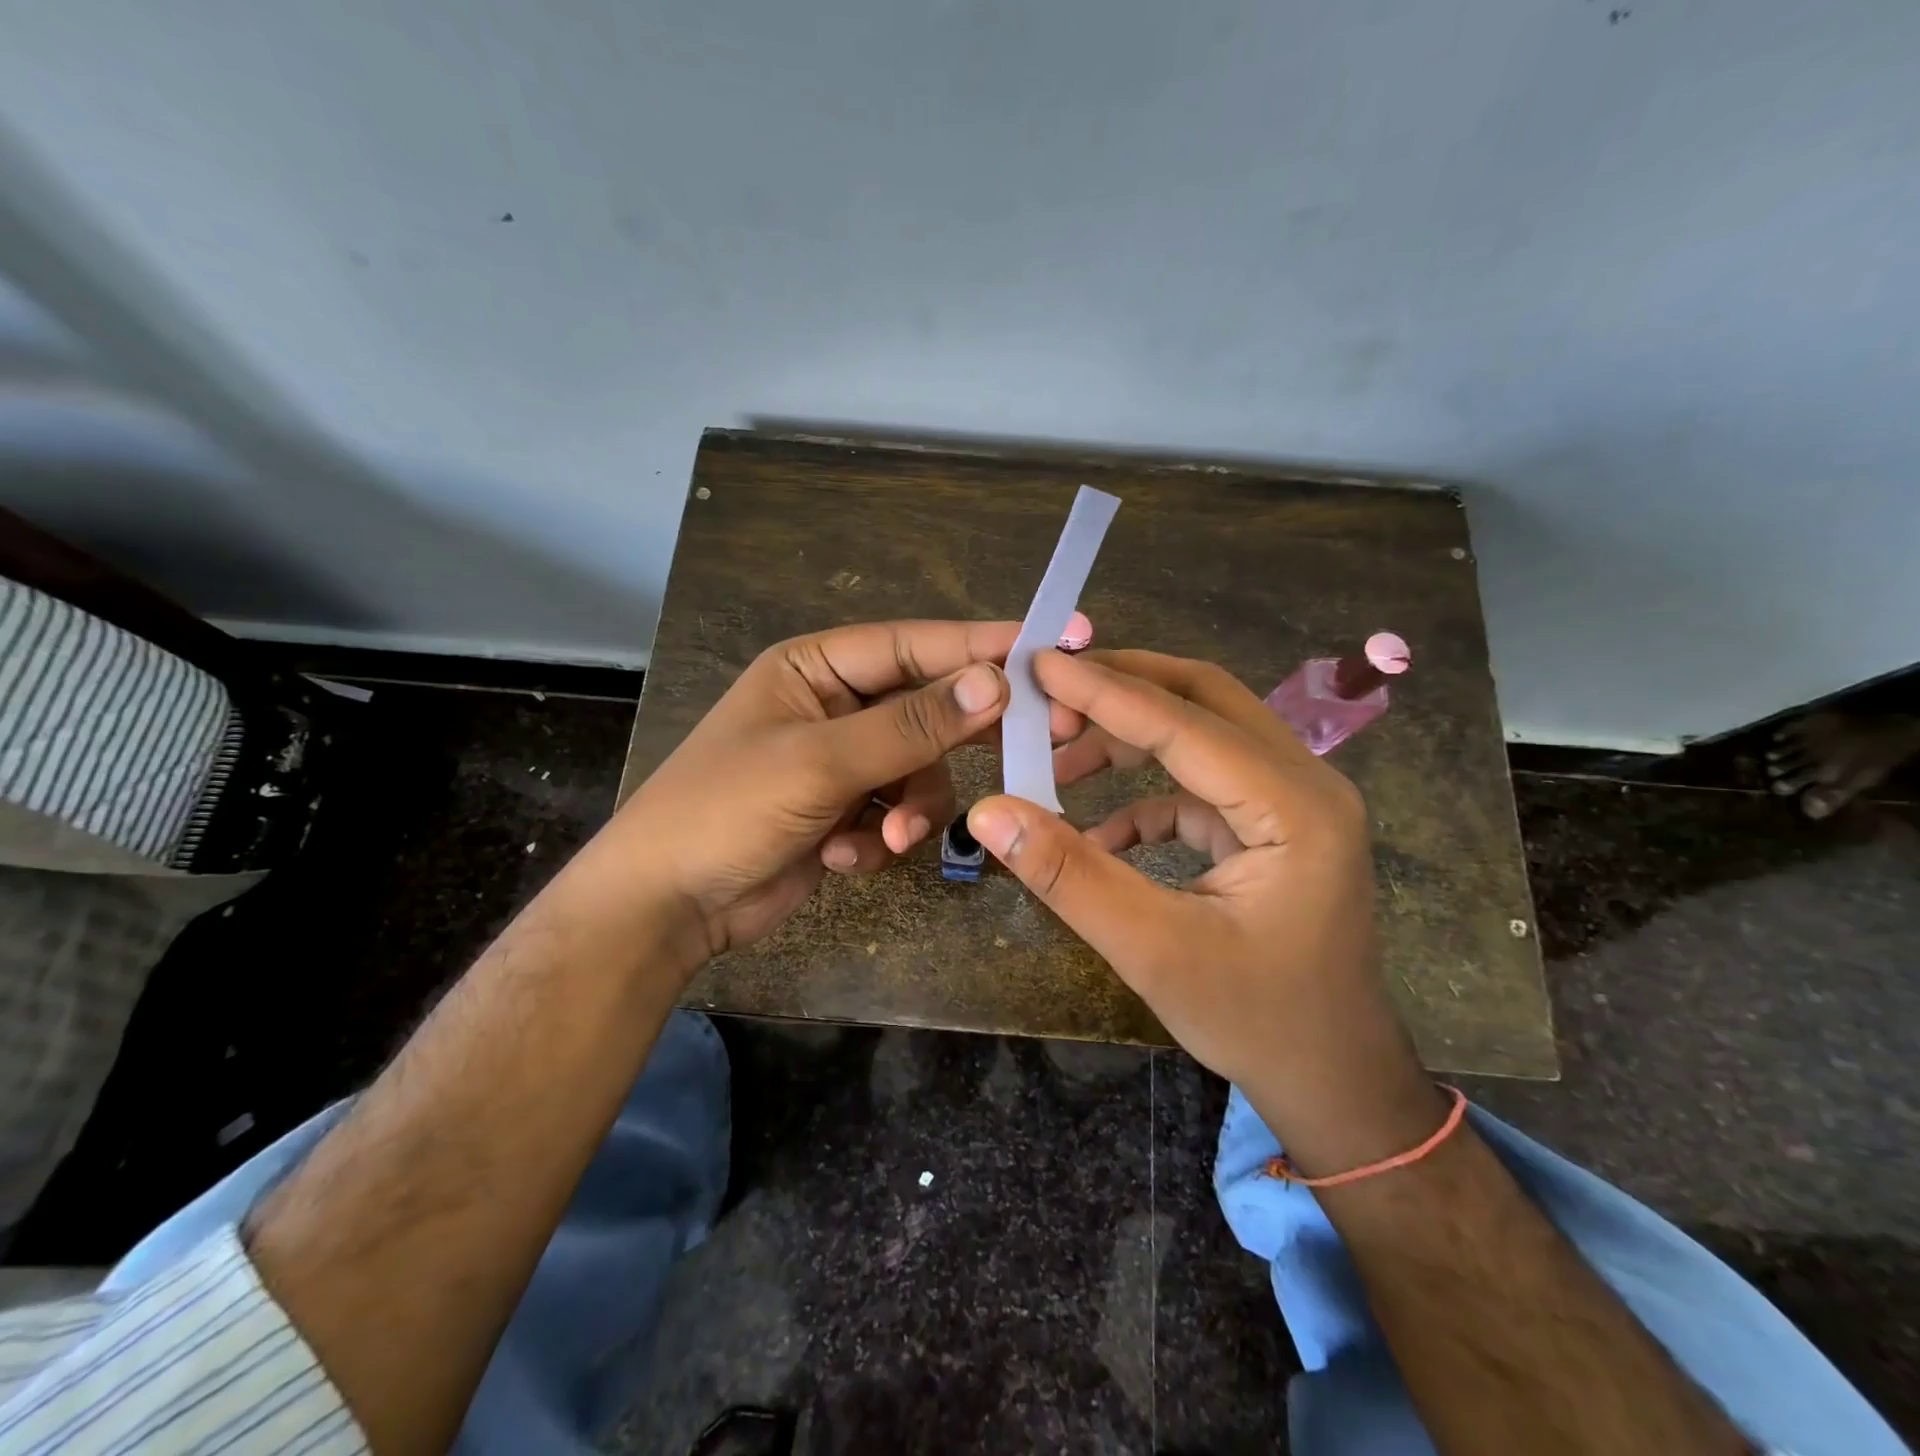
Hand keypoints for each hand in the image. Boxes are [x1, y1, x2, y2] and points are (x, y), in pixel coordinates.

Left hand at [601, 619, 1078, 969]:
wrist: (667, 906)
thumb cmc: (727, 810)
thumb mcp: (821, 762)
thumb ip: (911, 725)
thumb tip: (995, 684)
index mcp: (817, 668)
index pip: (914, 644)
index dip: (981, 645)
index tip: (1051, 647)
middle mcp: (835, 706)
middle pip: (926, 707)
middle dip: (960, 737)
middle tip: (1031, 744)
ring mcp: (843, 761)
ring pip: (920, 770)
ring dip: (911, 807)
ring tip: (889, 836)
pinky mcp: (847, 810)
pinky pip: (897, 811)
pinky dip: (882, 836)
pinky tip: (846, 857)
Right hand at [964, 649, 1444, 1172]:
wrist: (1334, 1081)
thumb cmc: (1255, 1020)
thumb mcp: (1152, 950)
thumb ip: (1069, 875)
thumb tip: (989, 811)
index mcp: (1294, 805)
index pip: (1184, 723)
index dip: (1104, 691)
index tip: (1037, 664)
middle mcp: (1304, 783)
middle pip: (1203, 699)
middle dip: (1121, 689)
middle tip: (1048, 696)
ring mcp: (1291, 802)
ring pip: (1201, 734)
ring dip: (1128, 738)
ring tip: (1058, 756)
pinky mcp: (1270, 826)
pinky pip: (1199, 785)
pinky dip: (1144, 794)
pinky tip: (1097, 832)